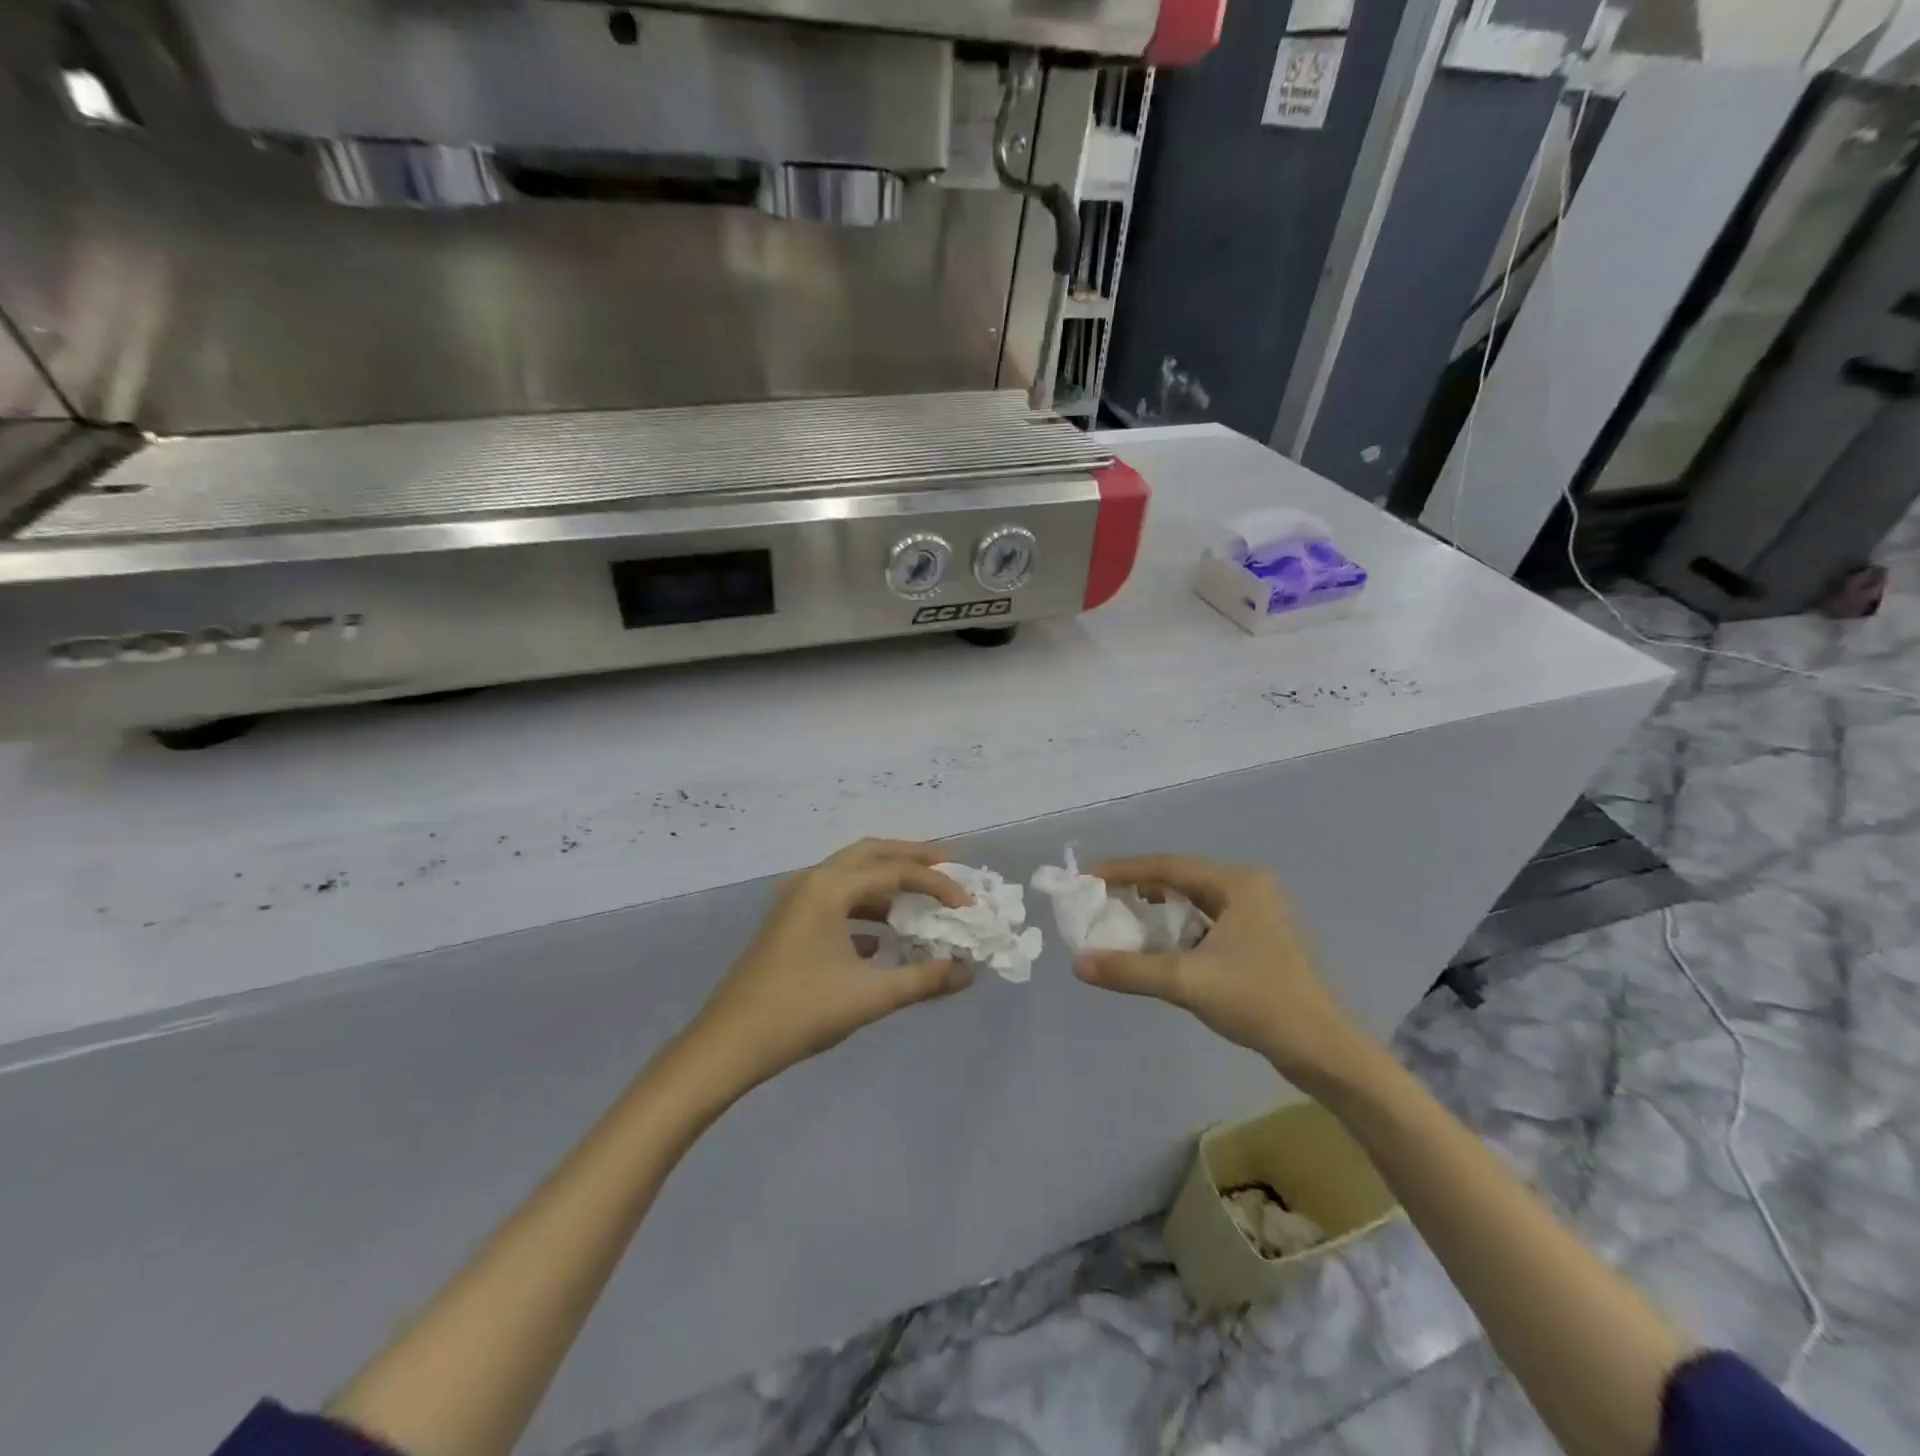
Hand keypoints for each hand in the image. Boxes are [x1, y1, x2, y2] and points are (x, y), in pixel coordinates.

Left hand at [689, 839, 974, 1090]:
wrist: (728, 1045)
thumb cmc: (800, 1013)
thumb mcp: (869, 997)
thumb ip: (923, 980)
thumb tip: (967, 972)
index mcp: (829, 888)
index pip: (896, 871)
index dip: (938, 885)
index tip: (968, 906)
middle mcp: (812, 881)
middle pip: (871, 854)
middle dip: (912, 858)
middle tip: (950, 867)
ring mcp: (796, 901)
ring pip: (852, 876)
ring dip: (888, 883)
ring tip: (923, 899)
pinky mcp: (789, 922)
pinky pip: (836, 900)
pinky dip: (866, 908)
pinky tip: (883, 940)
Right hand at [1073, 856, 1375, 1095]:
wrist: (1323, 1051)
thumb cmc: (1259, 1002)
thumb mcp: (1187, 982)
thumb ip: (1130, 970)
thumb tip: (1078, 963)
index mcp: (1237, 882)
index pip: (1167, 866)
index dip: (1122, 870)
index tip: (1086, 878)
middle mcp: (1247, 888)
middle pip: (1179, 880)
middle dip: (1137, 890)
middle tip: (1098, 901)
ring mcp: (1256, 914)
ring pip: (1192, 902)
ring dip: (1156, 911)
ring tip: (1119, 921)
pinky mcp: (1257, 940)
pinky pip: (1204, 922)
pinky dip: (1176, 930)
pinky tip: (1156, 947)